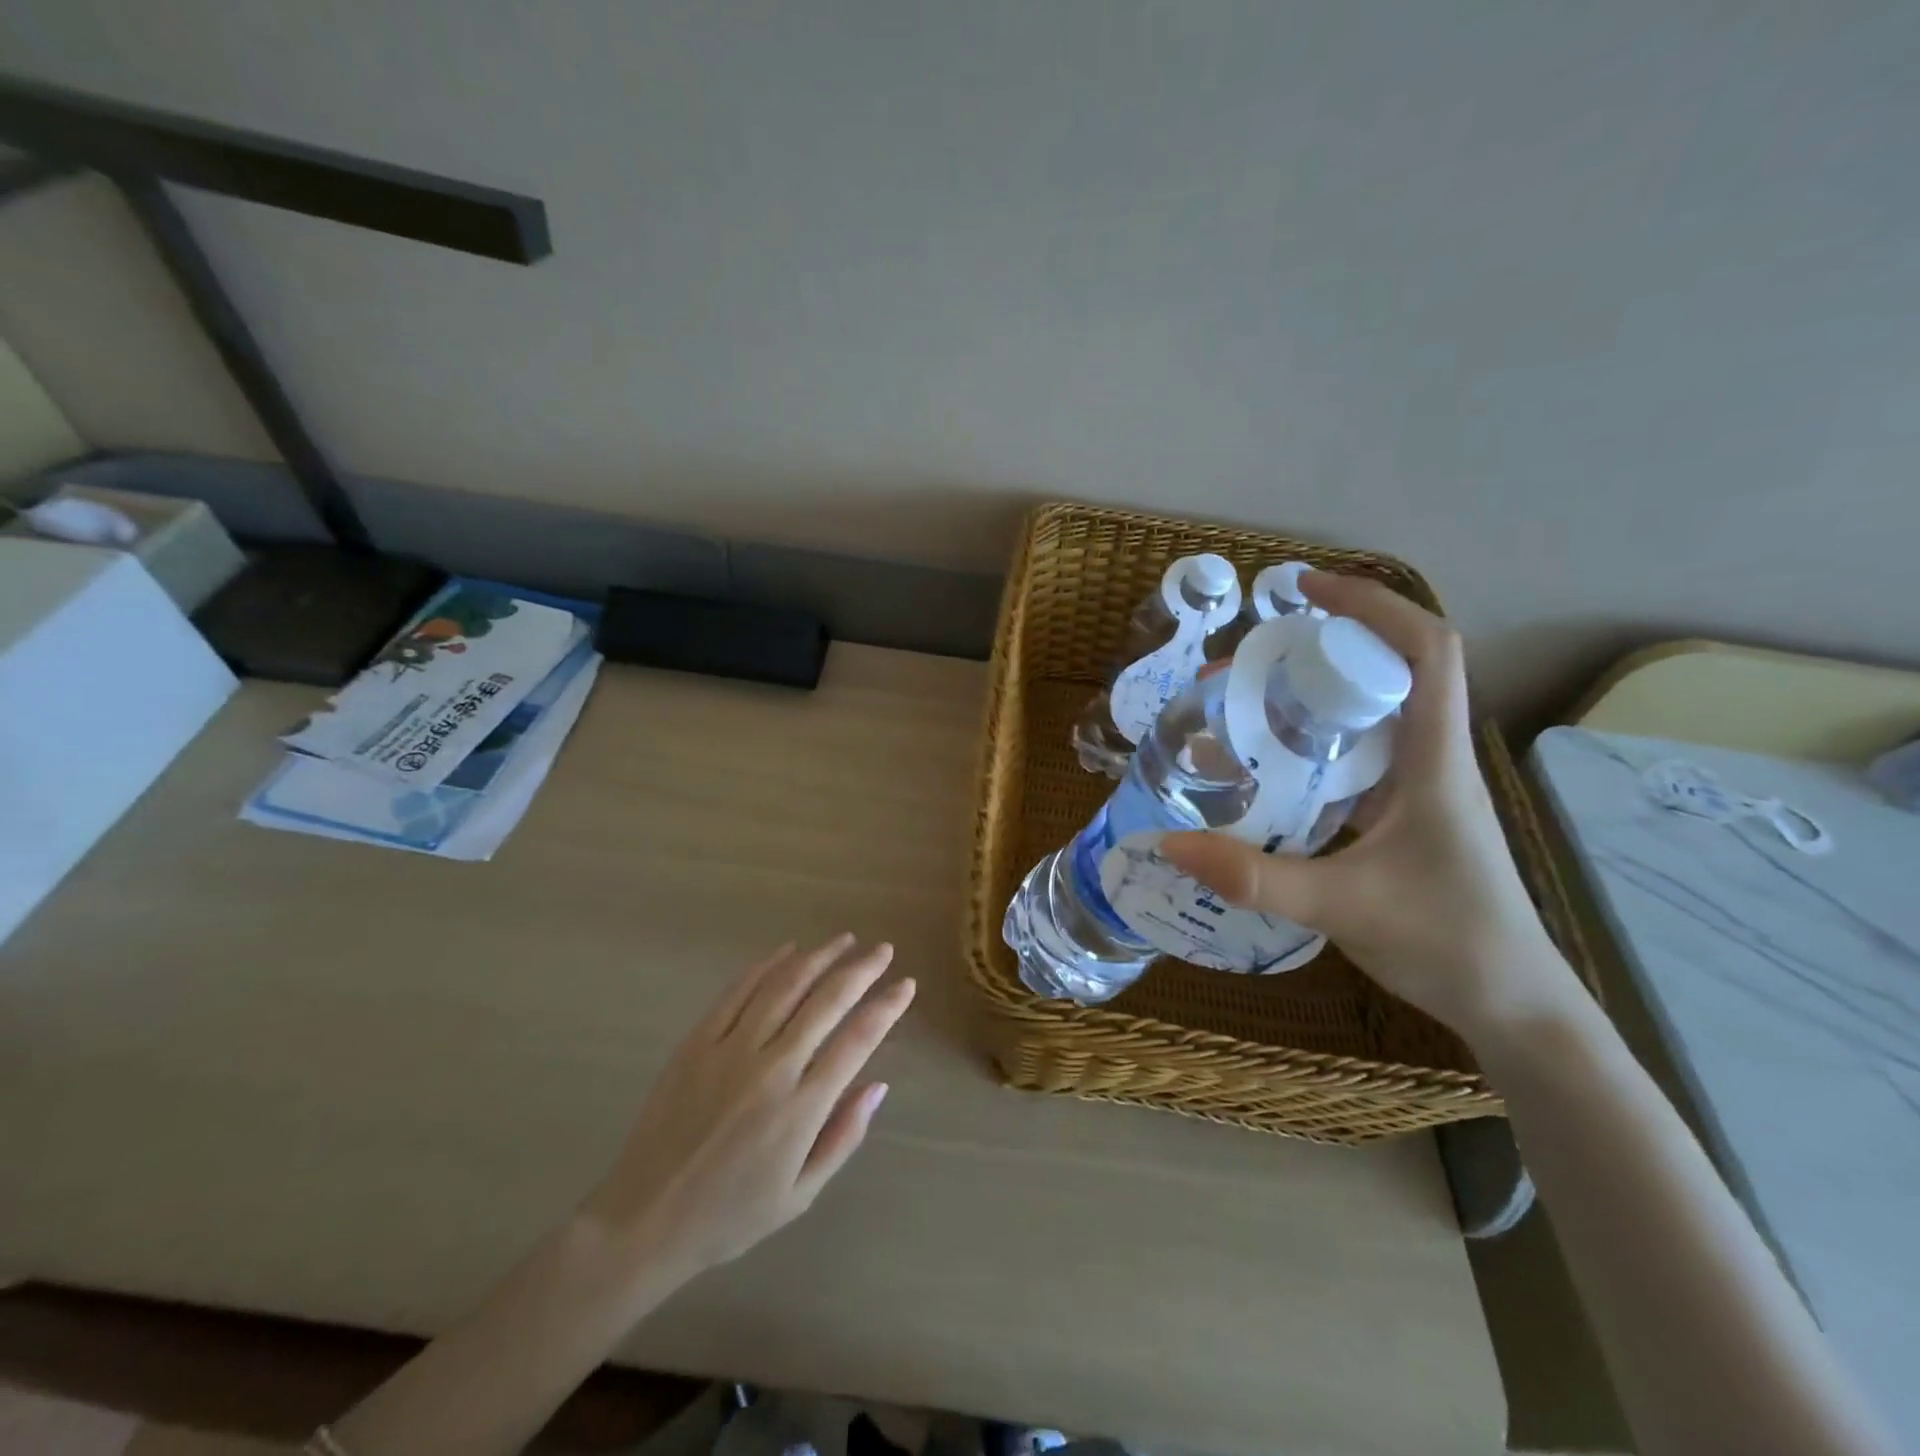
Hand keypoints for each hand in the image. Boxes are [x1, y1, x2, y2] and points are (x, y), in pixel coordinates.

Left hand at [578, 935, 914, 1279]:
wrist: (644, 1219)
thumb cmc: (730, 1214)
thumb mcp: (800, 1195)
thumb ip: (844, 1136)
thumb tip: (879, 1085)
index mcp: (800, 1108)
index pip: (857, 1041)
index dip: (886, 1008)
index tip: (906, 985)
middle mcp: (770, 1068)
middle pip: (826, 1001)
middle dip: (861, 970)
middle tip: (882, 951)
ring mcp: (729, 1049)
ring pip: (784, 986)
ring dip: (819, 957)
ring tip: (844, 941)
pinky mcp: (696, 1042)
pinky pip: (737, 991)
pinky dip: (766, 965)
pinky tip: (788, 951)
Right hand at [1161, 573, 1580, 1046]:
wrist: (1512, 1006)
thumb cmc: (1446, 942)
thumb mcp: (1339, 905)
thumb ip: (1252, 876)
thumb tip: (1170, 844)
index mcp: (1434, 759)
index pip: (1426, 648)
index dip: (1372, 604)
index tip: (1304, 591)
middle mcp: (1430, 759)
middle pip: (1389, 669)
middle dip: (1320, 646)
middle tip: (1247, 656)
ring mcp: (1418, 789)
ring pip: (1371, 714)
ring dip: (1313, 694)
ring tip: (1245, 698)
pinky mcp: (1402, 816)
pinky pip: (1356, 758)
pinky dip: (1313, 744)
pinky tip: (1268, 767)